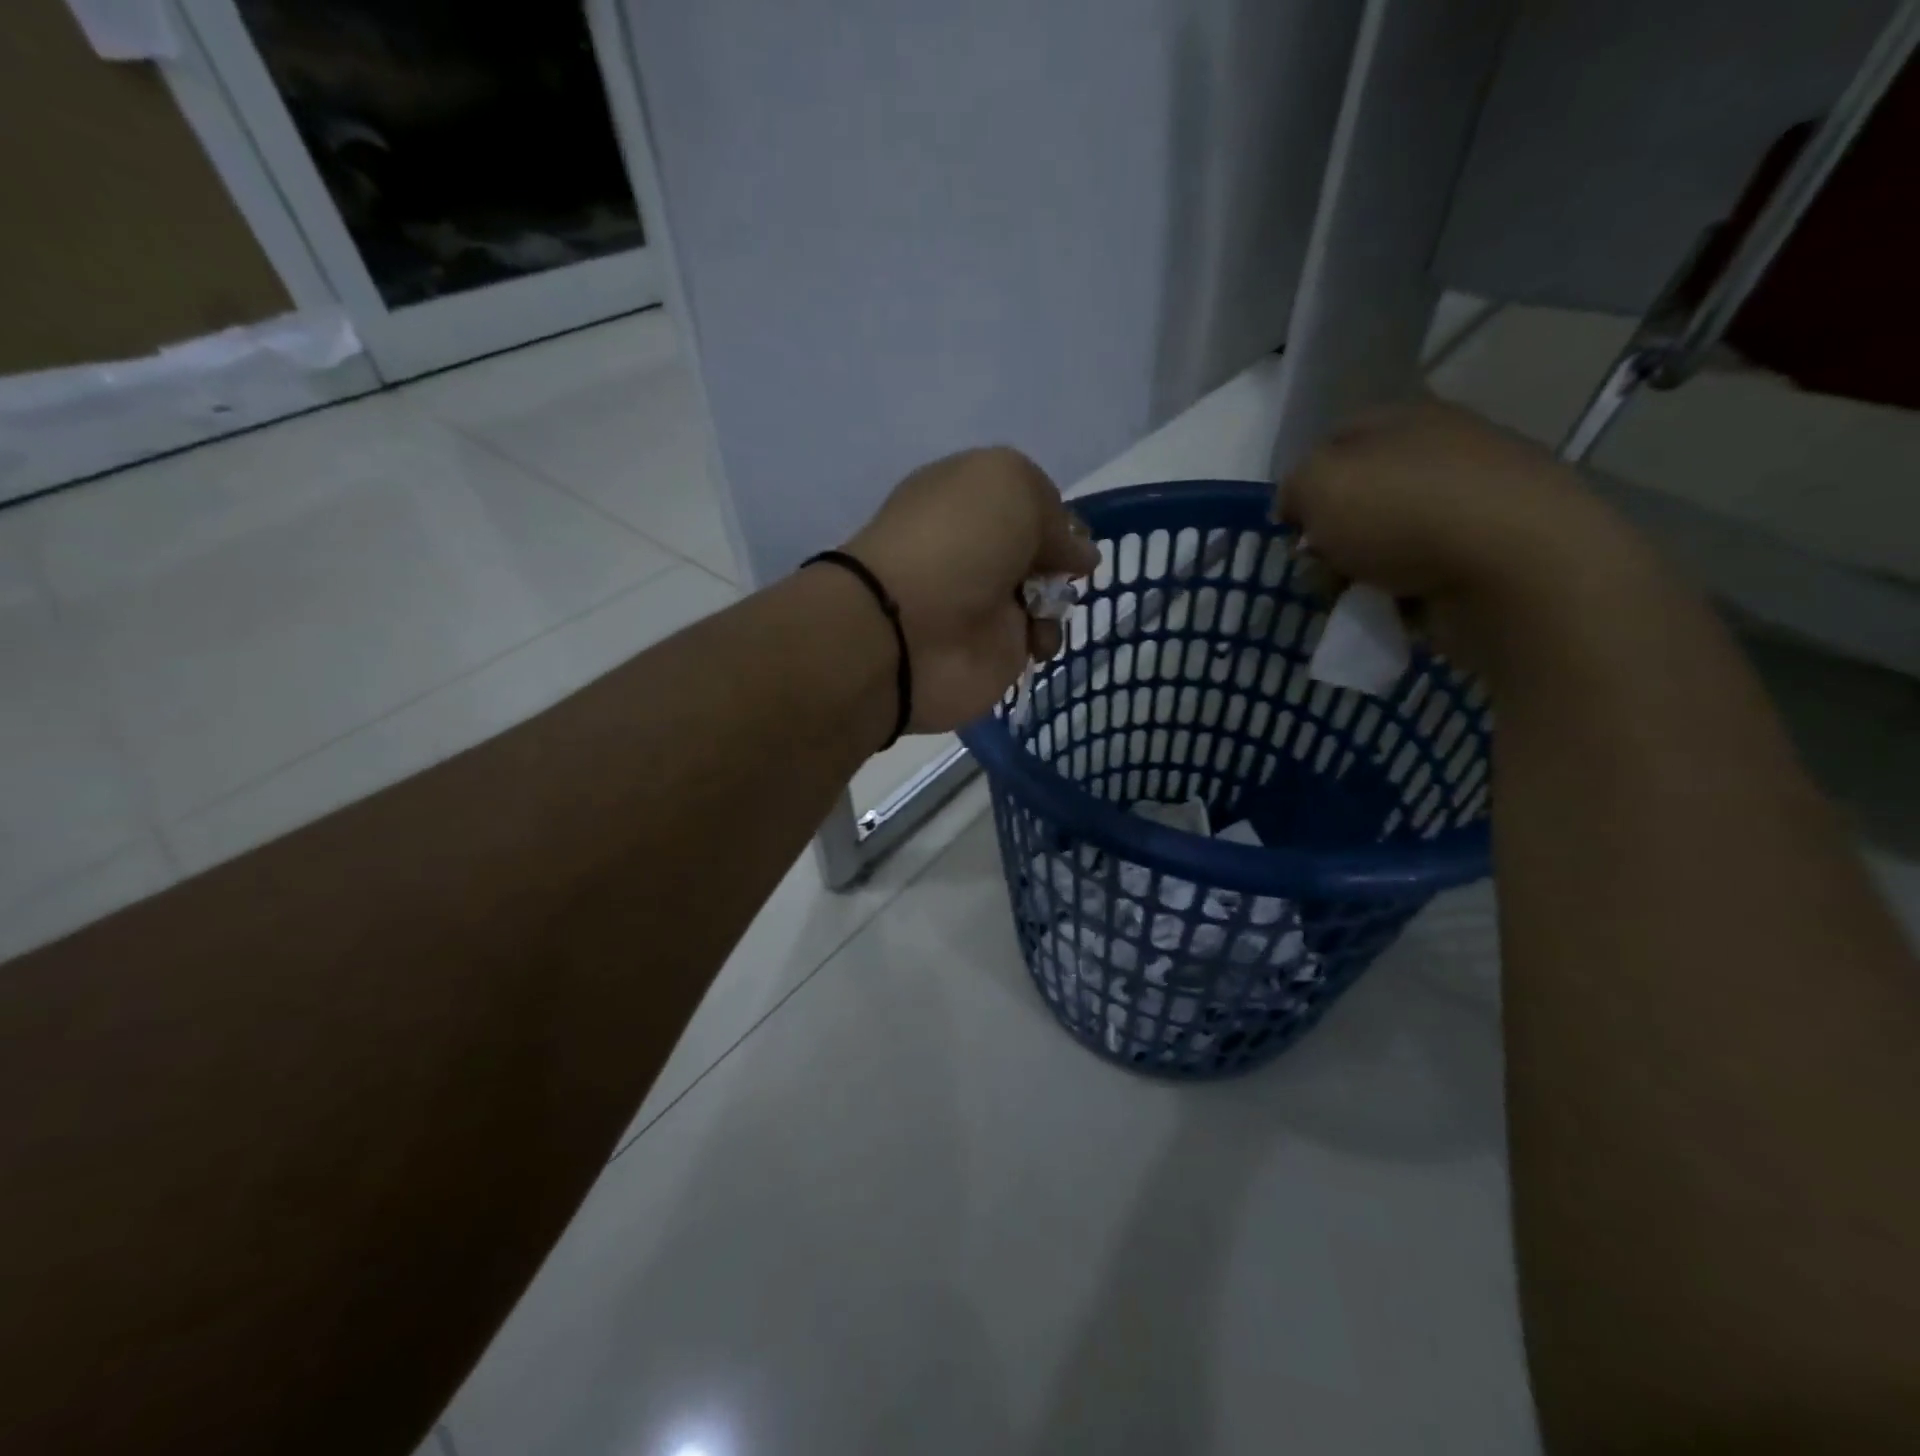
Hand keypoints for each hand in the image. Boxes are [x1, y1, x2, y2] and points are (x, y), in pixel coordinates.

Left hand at [848, 446, 1098, 731]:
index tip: (1071, 530)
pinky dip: (1046, 639)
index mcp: (966, 497)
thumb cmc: (956, 542)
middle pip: (1038, 549)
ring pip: (1044, 595)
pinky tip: (1035, 640)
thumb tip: (1079, 554)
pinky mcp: (992, 650)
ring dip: (1058, 599)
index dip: (1052, 513)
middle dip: (1060, 558)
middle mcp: (974, 548)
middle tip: (1063, 568)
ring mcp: (982, 601)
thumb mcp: (1011, 486)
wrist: (907, 631)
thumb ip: (1053, 511)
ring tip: (1046, 607)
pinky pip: (1037, 640)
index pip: (1023, 500)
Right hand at [1277, 399, 1640, 665]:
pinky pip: (1422, 576)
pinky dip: (1401, 595)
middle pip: (1360, 498)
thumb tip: (1301, 507)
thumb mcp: (1318, 482)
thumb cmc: (1406, 512)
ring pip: (1386, 542)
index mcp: (1407, 419)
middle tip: (1321, 566)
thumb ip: (1294, 487)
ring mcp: (1473, 504)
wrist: (1517, 569)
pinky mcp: (1492, 555)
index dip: (1304, 484)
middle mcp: (1443, 452)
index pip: (1335, 441)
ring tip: (1356, 598)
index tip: (1292, 526)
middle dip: (1331, 538)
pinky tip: (1396, 610)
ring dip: (1360, 573)